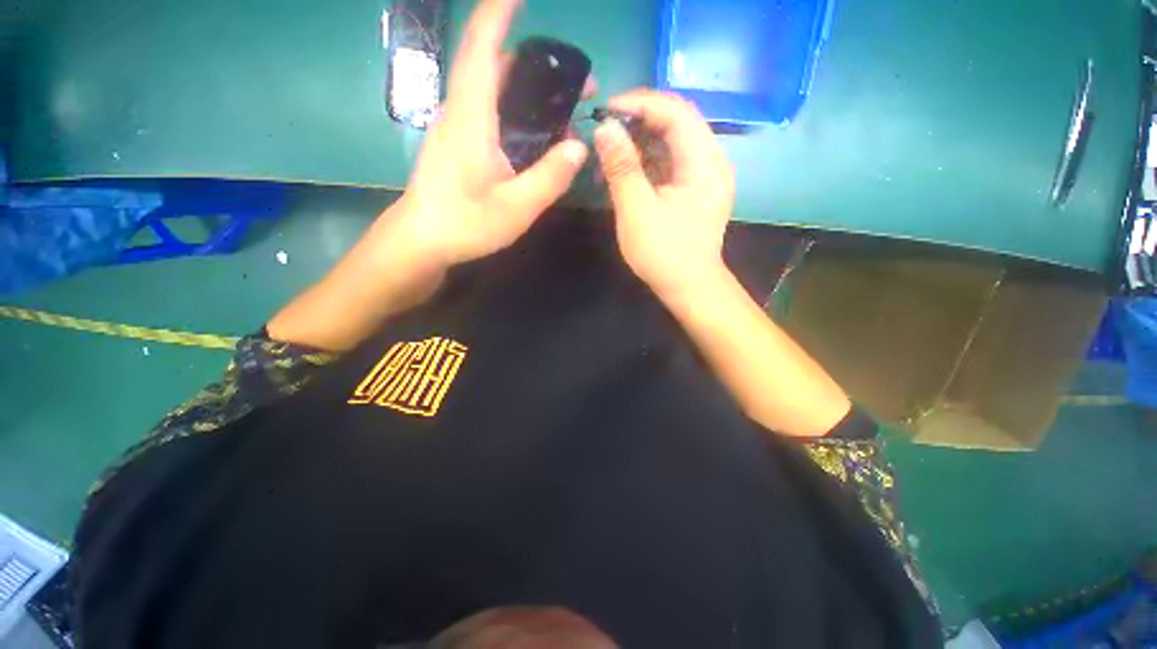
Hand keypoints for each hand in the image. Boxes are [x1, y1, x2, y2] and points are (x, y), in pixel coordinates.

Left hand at [386, 0, 589, 267]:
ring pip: (494, 92)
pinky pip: (490, 114)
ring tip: (566, 113)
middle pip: (496, 66)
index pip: (483, 46)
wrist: (422, 241)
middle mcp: (461, 112)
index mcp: (472, 117)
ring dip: (531, 92)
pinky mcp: (459, 144)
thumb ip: (550, 176)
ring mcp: (458, 128)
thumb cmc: (465, 224)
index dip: (500, 11)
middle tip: (580, 85)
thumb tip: (579, 146)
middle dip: (539, 64)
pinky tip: (538, 139)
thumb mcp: (517, 207)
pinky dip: (518, 115)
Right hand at [593, 90, 733, 296]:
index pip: (675, 111)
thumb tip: (605, 127)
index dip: (639, 103)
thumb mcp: (636, 210)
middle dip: (638, 121)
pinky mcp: (695, 190)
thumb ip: (621, 167)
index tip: (605, 109)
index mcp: (703, 161)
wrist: (689, 287)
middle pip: (676, 123)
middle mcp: (711, 160)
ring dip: (641, 143)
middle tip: (605, 130)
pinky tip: (626, 172)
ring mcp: (705, 176)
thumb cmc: (663, 253)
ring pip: (672, 143)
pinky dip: (648, 162)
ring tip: (610, 153)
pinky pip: (672, 163)